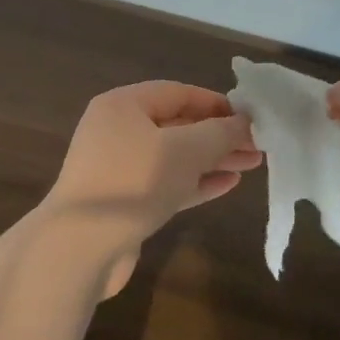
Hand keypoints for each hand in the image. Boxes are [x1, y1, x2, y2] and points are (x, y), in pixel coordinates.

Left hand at [46, 82, 260, 296]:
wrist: (80, 247)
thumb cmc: (134, 182)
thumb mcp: (185, 151)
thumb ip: (220, 133)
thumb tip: (246, 122)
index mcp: (123, 106)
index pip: (178, 93)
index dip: (216, 103)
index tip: (251, 117)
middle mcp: (117, 130)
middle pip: (178, 125)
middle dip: (219, 135)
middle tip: (258, 145)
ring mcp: (117, 167)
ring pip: (174, 157)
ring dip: (212, 160)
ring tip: (252, 164)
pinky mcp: (123, 201)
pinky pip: (165, 183)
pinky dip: (195, 182)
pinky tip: (228, 185)